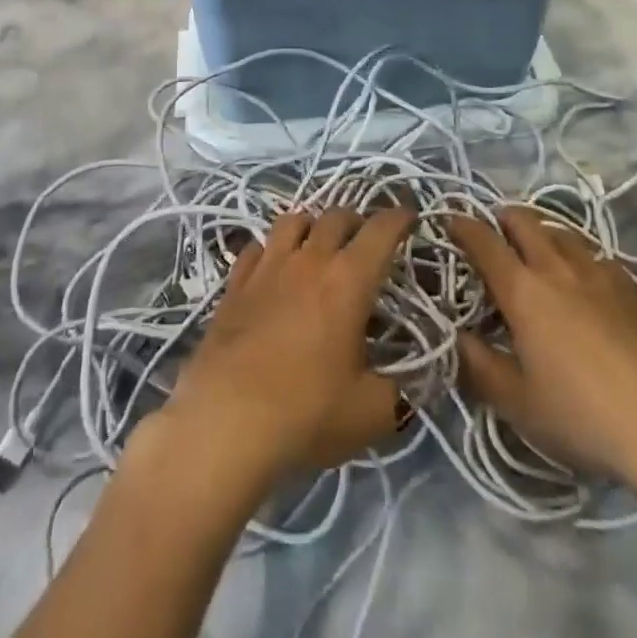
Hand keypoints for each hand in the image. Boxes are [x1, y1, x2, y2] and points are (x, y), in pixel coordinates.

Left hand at [154, 208, 415, 490]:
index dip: (399, 218)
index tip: (410, 217)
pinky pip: (257, 247)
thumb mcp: (371, 413)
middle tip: (366, 242)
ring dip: (314, 225)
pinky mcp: (235, 283)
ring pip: (294, 221)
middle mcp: (309, 260)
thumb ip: (397, 392)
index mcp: (349, 280)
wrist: (225, 421)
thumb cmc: (306, 412)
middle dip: (357, 222)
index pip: (381, 231)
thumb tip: (407, 387)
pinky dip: (272, 248)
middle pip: (336, 216)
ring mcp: (267, 267)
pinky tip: (274, 267)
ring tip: (320, 245)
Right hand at [449, 208, 636, 495]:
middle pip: (523, 219)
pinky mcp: (631, 286)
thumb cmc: (580, 415)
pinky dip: (578, 257)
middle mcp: (557, 267)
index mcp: (523, 289)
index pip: (483, 240)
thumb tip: (455, 336)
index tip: (449, 222)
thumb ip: (477, 364)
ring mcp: (598, 271)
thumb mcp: (516, 402)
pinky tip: (583, 283)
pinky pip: (595, 254)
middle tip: (493, 238)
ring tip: (536, 256)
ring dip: (541, 233)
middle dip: (501, 219)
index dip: (461, 225)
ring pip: (561, 230)